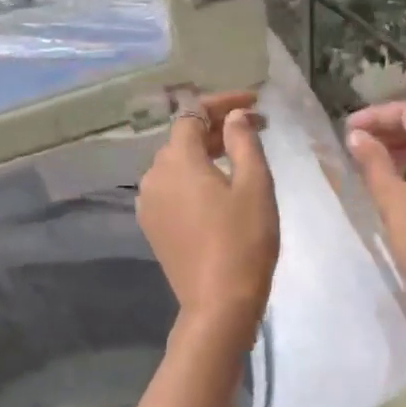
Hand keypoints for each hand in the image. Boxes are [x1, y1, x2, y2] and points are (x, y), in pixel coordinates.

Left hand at [138, 92, 278, 344]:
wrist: (218, 303)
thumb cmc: (244, 240)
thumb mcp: (254, 185)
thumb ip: (244, 142)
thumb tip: (234, 116)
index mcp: (177, 160)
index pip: (194, 114)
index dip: (223, 103)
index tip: (255, 103)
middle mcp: (153, 176)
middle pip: (183, 138)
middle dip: (218, 128)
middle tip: (257, 128)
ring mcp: (149, 203)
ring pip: (177, 164)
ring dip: (206, 153)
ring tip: (240, 156)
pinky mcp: (153, 226)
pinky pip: (172, 188)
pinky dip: (194, 178)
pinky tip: (218, 187)